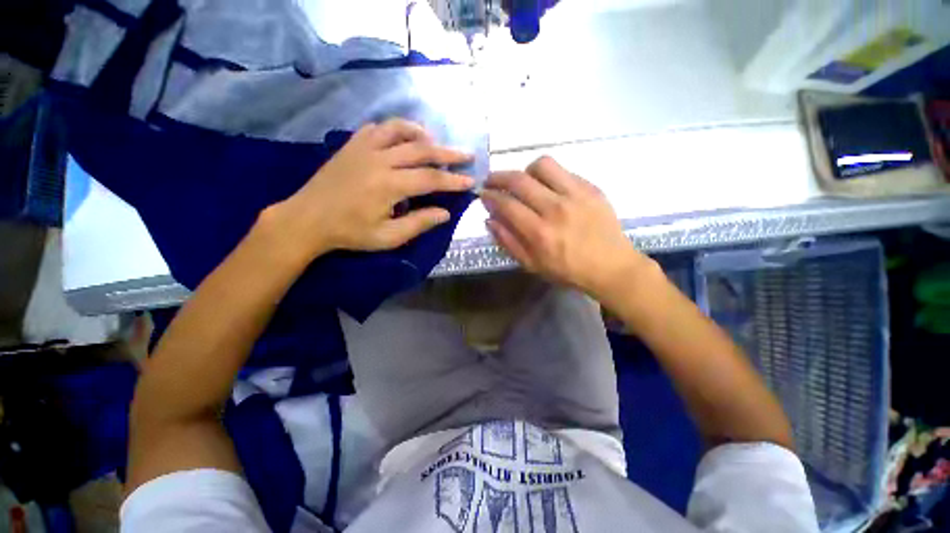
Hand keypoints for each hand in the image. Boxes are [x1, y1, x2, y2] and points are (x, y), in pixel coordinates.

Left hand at [262, 119, 474, 264]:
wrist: (307, 219)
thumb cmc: (350, 233)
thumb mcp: (388, 237)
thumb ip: (419, 223)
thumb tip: (445, 213)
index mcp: (389, 185)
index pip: (431, 179)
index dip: (454, 181)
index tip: (471, 181)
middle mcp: (379, 160)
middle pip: (422, 150)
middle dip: (448, 153)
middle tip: (467, 154)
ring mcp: (363, 148)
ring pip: (400, 129)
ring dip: (422, 134)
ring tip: (435, 142)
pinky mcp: (351, 145)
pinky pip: (378, 128)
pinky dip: (396, 130)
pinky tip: (402, 139)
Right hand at [481, 156, 654, 298]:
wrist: (611, 266)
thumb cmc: (568, 271)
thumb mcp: (532, 265)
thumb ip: (508, 241)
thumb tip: (489, 219)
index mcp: (539, 233)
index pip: (506, 204)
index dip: (489, 196)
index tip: (482, 194)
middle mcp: (555, 209)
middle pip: (519, 180)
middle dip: (498, 177)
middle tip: (491, 181)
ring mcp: (576, 195)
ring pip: (542, 165)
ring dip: (525, 170)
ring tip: (523, 181)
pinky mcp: (591, 188)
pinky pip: (563, 170)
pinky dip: (548, 176)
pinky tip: (547, 187)